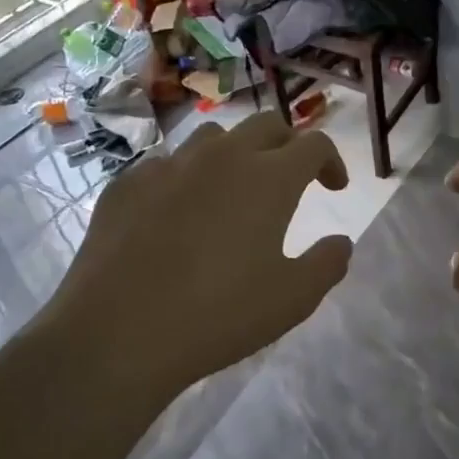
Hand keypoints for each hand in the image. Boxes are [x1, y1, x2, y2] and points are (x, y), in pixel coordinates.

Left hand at [41, 113, 353, 405]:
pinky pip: (167, 165)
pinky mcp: (127, 183)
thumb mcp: (292, 300)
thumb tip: (341, 242)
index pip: (313, 144)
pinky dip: (187, 179)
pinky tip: (178, 215)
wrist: (116, 333)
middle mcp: (222, 157)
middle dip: (288, 145)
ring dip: (236, 154)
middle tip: (291, 179)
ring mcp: (169, 165)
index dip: (332, 161)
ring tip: (234, 191)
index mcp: (269, 178)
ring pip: (214, 137)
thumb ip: (327, 264)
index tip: (333, 188)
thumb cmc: (217, 315)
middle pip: (266, 125)